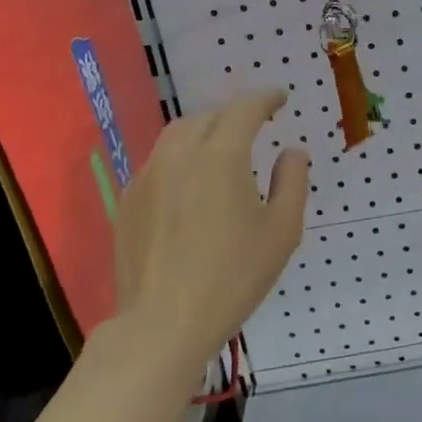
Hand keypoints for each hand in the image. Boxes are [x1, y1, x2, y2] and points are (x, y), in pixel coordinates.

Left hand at [112, 91, 308, 370]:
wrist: (163, 322)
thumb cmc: (233, 277)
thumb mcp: (282, 231)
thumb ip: (292, 182)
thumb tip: (292, 152)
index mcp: (221, 156)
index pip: (244, 109)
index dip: (265, 98)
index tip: (280, 98)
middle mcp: (179, 155)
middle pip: (208, 116)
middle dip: (235, 114)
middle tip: (256, 123)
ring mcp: (147, 176)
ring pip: (177, 135)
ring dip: (205, 131)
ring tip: (223, 147)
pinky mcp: (129, 200)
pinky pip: (159, 162)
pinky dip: (181, 157)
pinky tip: (191, 182)